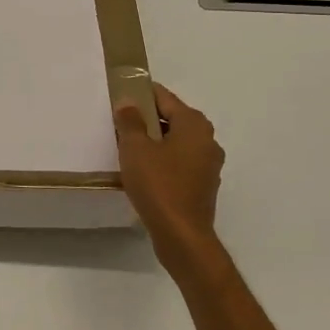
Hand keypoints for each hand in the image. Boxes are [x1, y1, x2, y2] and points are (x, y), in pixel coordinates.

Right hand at [115, 83, 225, 259]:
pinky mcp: (203, 185)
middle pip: (173, 119)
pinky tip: (144, 171)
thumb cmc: (158, 185)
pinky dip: (163, 160)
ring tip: (128, 147)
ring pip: (177, 142)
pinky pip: (180, 162)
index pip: (165, 97)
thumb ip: (131, 121)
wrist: (182, 235)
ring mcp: (208, 165)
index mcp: (194, 125)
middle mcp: (207, 140)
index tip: (122, 93)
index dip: (142, 93)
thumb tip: (128, 102)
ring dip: (155, 141)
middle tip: (120, 122)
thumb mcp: (135, 149)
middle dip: (148, 118)